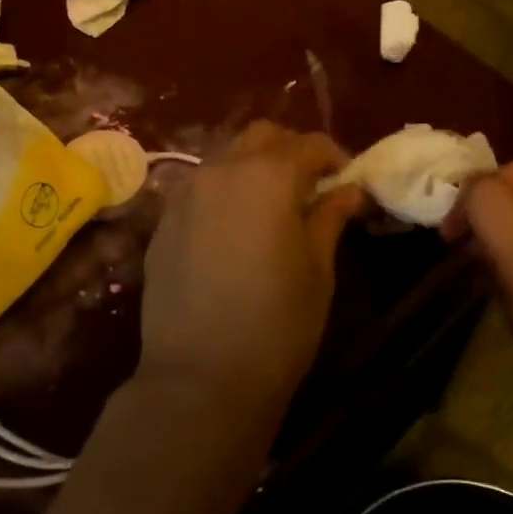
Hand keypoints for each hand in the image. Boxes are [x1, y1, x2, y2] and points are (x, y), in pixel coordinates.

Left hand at [139, 122, 366, 424]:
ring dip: (255, 167)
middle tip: (311, 187)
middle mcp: (222, 169)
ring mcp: (186, 192)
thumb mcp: (318, 270)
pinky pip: (201, 186)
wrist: (199, 377)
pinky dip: (225, 191)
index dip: (335, 157)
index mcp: (268, 175)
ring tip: (272, 207)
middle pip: (262, 136)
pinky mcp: (164, 220)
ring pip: (227, 156)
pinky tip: (235, 229)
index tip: (348, 183)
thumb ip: (330, 217)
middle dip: (292, 151)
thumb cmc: (276, 324)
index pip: (309, 144)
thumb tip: (348, 190)